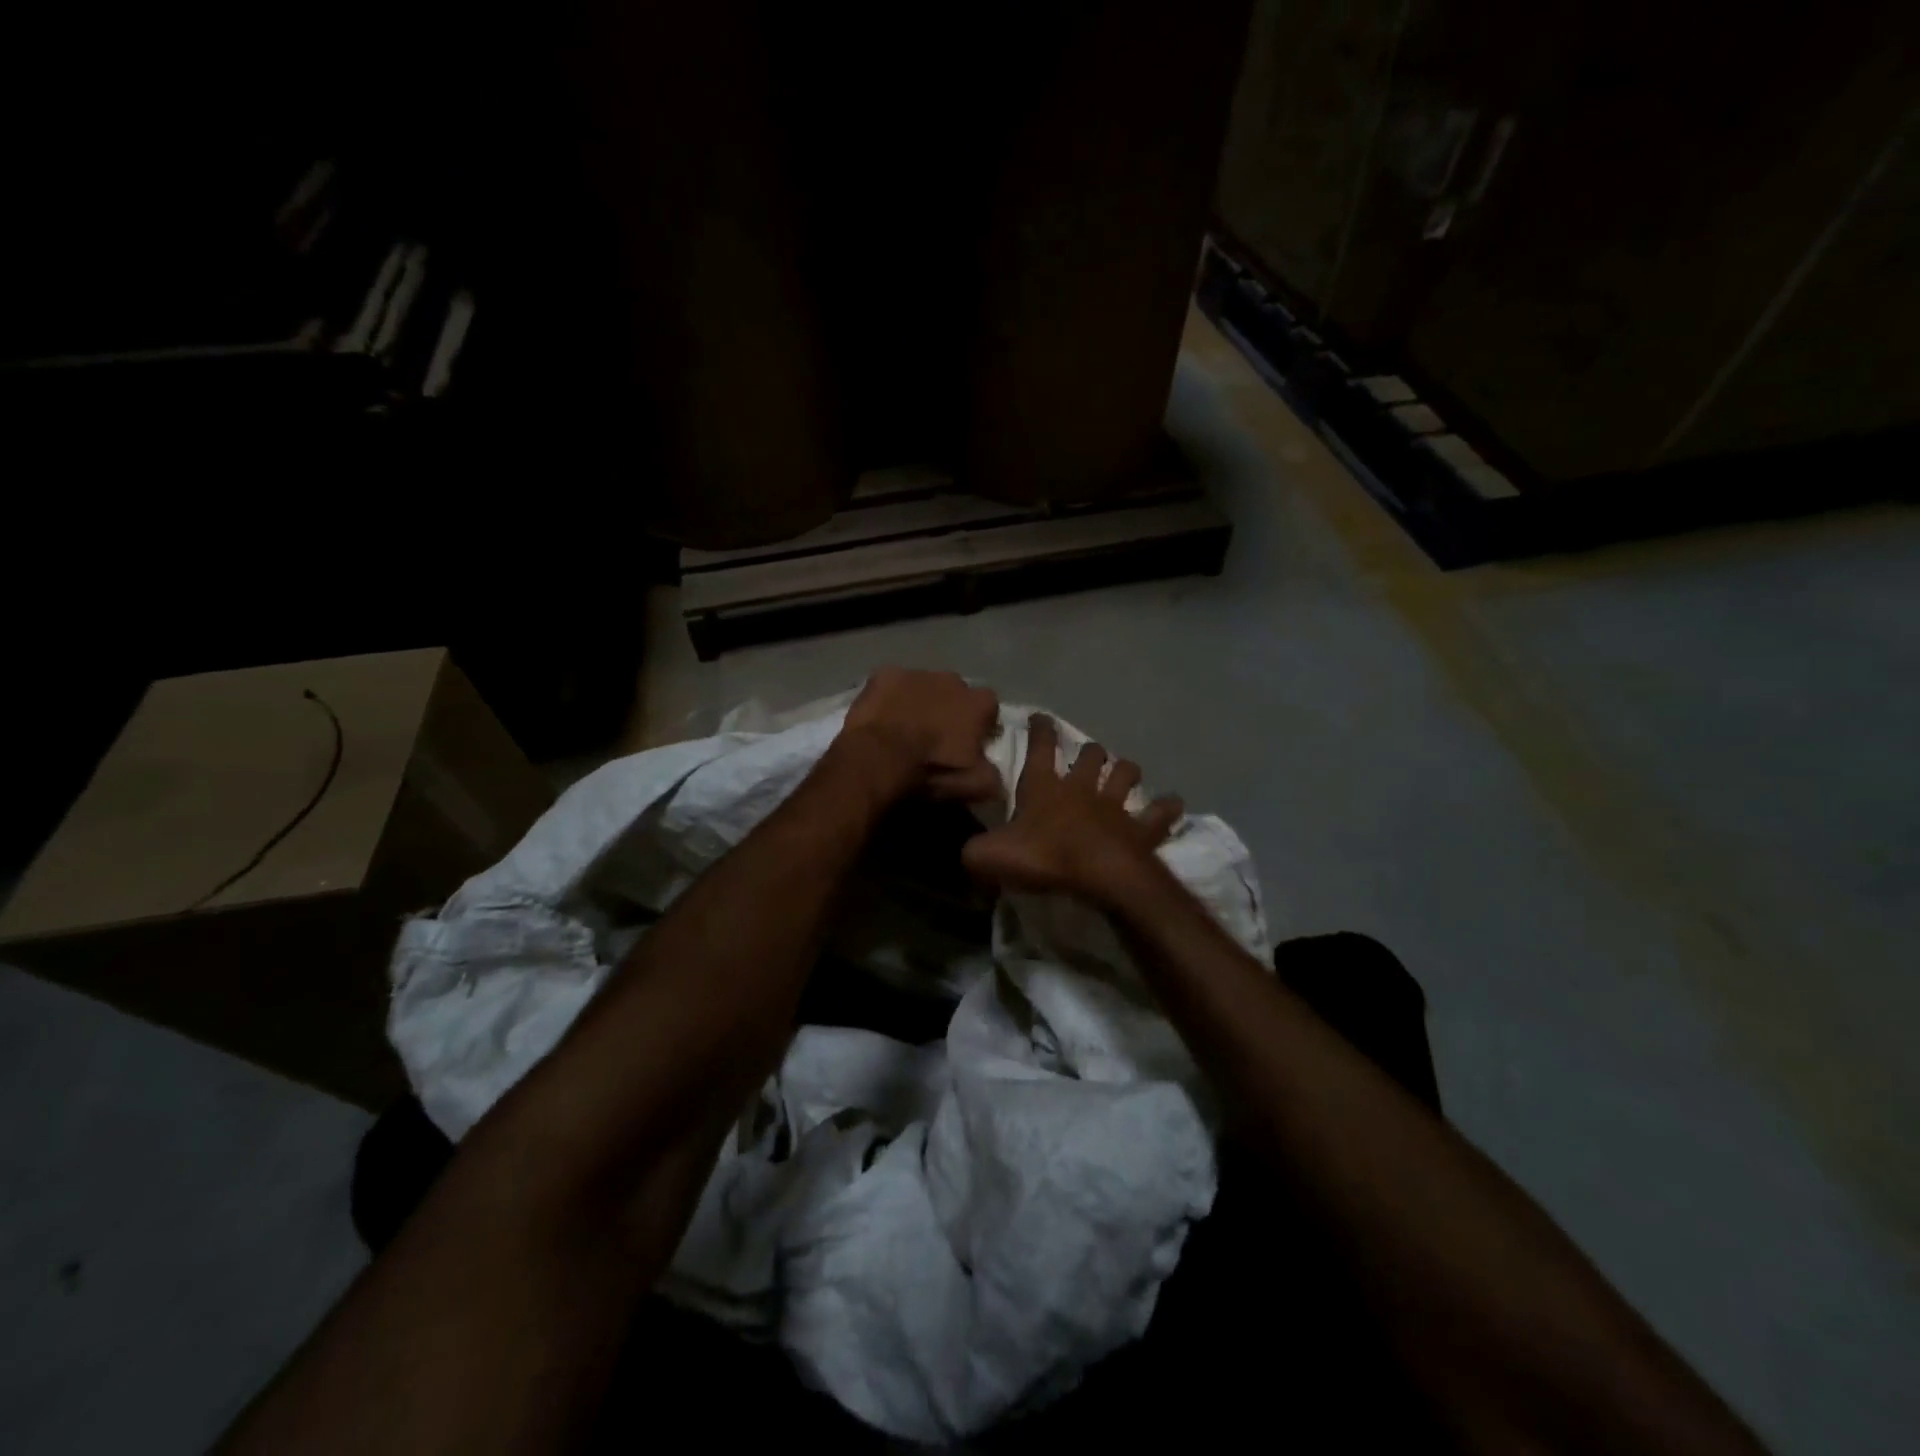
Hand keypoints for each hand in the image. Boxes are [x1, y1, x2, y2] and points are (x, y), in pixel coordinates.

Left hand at [839, 668, 1002, 801]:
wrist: (878, 758)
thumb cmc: (931, 770)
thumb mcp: (975, 786)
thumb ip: (994, 777)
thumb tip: (997, 777)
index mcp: (980, 704)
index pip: (990, 709)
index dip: (980, 726)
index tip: (969, 744)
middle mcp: (954, 680)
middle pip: (956, 694)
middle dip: (949, 710)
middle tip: (934, 737)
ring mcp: (917, 673)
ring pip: (924, 686)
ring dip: (919, 702)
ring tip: (904, 729)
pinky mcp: (885, 674)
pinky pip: (892, 685)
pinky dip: (889, 699)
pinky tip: (880, 718)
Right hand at [962, 714, 1181, 903]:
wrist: (1100, 874)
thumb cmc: (1044, 858)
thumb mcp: (989, 857)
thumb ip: (973, 852)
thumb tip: (966, 854)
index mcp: (1044, 787)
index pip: (1040, 749)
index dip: (1040, 731)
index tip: (1041, 716)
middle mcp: (1081, 788)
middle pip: (1090, 756)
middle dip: (1089, 752)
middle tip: (1089, 754)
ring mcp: (1115, 806)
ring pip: (1124, 775)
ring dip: (1125, 770)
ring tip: (1126, 770)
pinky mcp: (1141, 828)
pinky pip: (1158, 813)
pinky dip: (1166, 807)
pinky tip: (1173, 803)